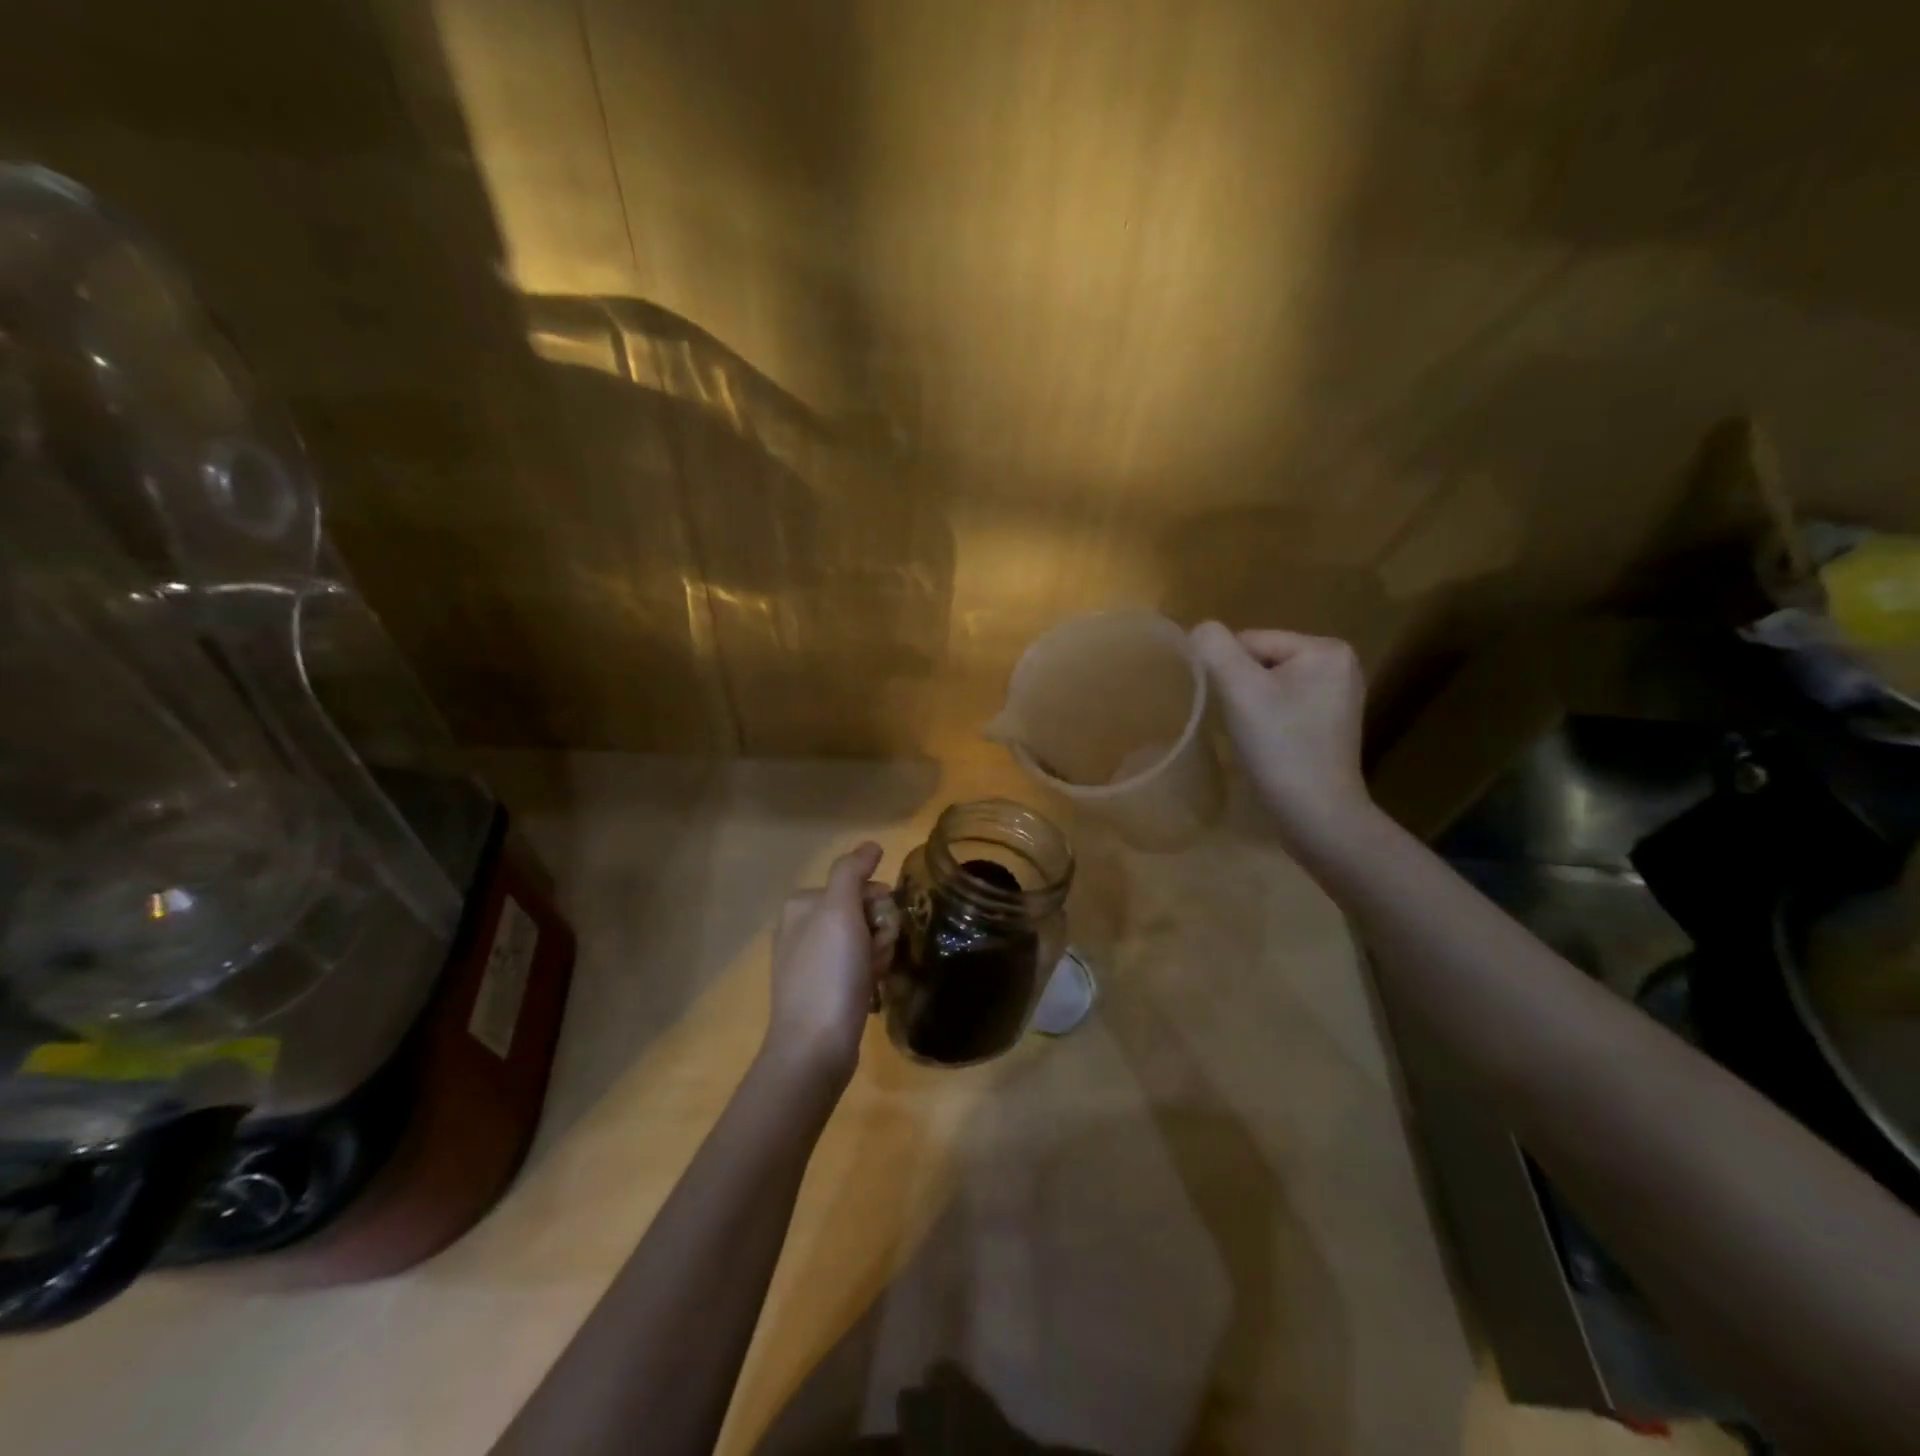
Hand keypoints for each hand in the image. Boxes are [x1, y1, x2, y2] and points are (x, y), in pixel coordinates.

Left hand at [763, 841, 895, 1094]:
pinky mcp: (822, 988)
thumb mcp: (839, 911)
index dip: (878, 904)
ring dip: (878, 953)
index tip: (879, 927)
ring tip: (873, 976)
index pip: (857, 885)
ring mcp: (810, 960)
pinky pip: (857, 965)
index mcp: (801, 904)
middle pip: (862, 911)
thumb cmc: (829, 973)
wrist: (814, 1047)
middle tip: (877, 955)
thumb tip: (871, 844)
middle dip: (880, 930)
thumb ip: (852, 872)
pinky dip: (870, 973)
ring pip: (864, 939)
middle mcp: (801, 927)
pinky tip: (870, 989)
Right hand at [1190, 622, 1373, 851]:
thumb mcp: (1241, 692)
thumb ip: (1215, 649)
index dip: (1228, 672)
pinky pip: (1281, 706)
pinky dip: (1264, 720)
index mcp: (1325, 649)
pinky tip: (1265, 744)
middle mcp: (1338, 665)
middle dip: (1240, 689)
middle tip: (1238, 724)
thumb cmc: (1281, 749)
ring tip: (1250, 735)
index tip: (1229, 708)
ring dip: (1248, 706)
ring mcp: (1336, 696)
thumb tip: (1199, 630)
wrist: (1317, 816)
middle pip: (1260, 661)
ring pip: (1267, 685)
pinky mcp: (1328, 724)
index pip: (1251, 641)